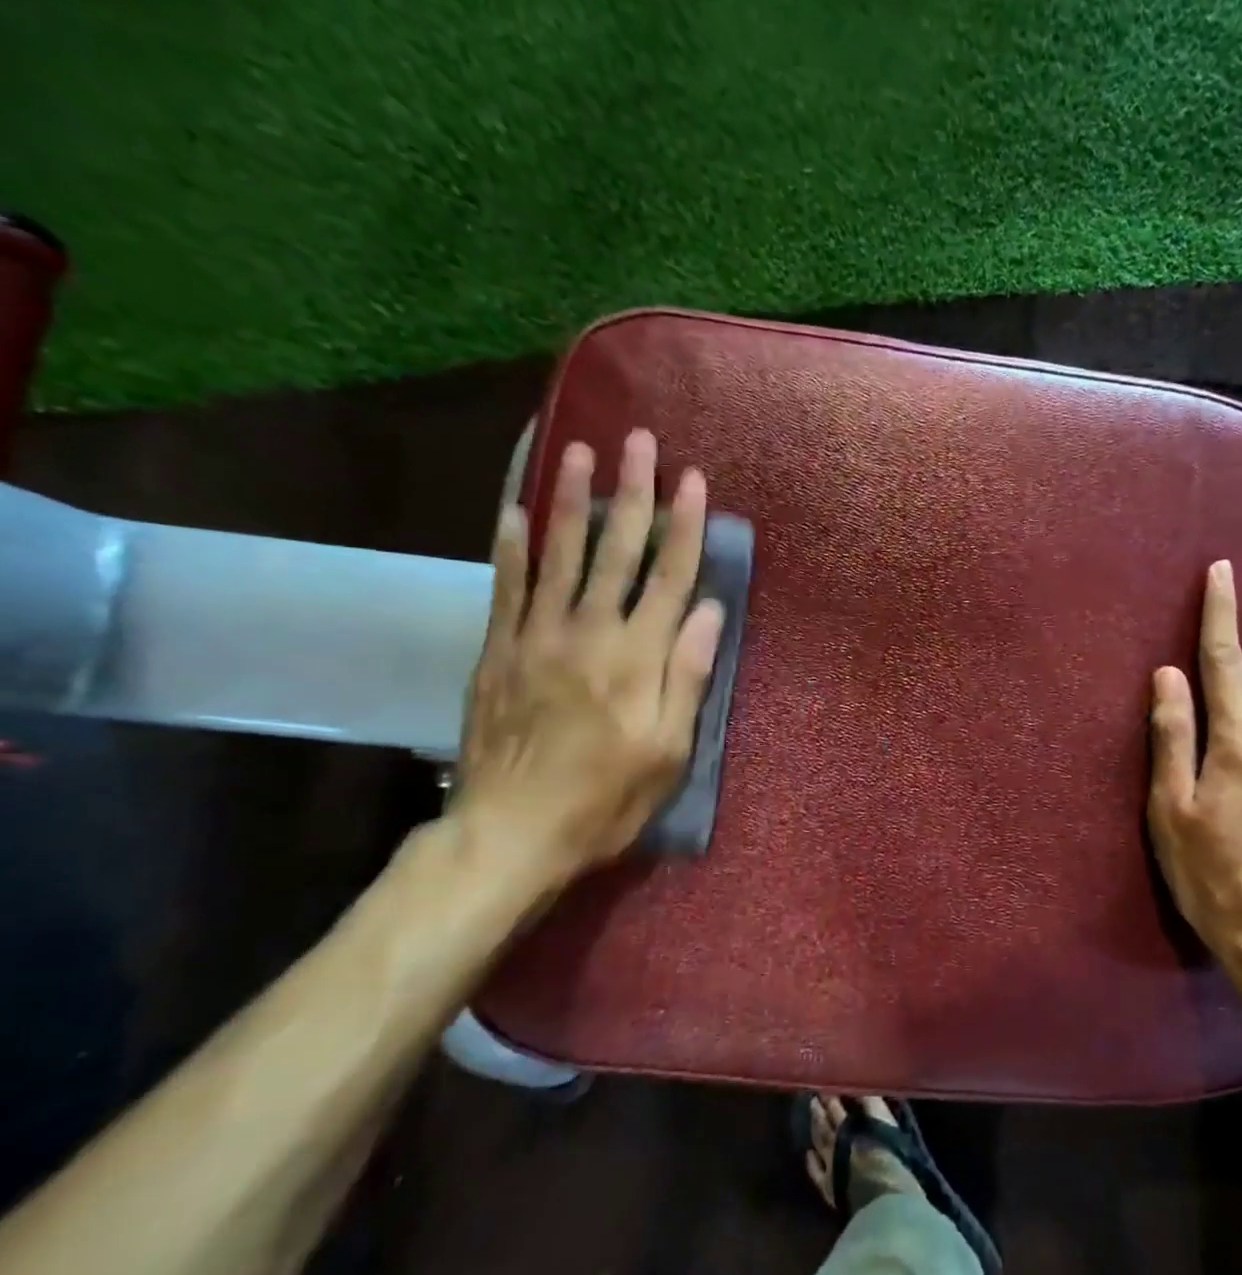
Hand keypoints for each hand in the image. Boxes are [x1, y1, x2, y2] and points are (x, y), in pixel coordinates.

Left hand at [454, 429, 723, 888]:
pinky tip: (512, 512)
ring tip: (578, 452)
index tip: (694, 480)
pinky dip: (510, 548)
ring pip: (559, 555)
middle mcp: (589, 632)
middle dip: (632, 493)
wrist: (510, 833)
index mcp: (638, 657)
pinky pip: (505, 588)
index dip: (685, 526)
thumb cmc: (606, 798)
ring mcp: (537, 637)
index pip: (669, 576)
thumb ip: (687, 675)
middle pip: (616, 551)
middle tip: (638, 442)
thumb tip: (708, 610)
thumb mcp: (669, 751)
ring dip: (571, 501)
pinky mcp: (499, 652)